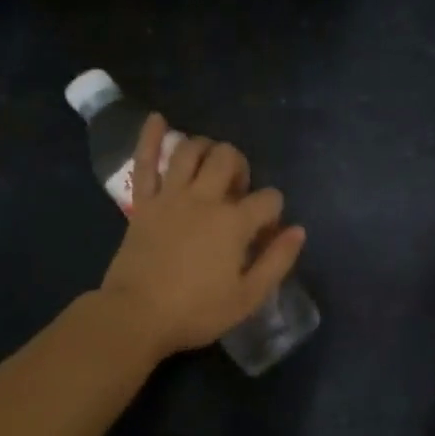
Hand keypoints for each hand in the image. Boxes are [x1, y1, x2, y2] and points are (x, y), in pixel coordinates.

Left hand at [98, 113, 307, 360]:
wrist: (136, 316)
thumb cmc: (195, 311)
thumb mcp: (247, 297)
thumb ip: (277, 261)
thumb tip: (298, 230)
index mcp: (233, 223)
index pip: (268, 199)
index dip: (274, 211)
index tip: (266, 230)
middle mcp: (204, 198)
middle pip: (229, 158)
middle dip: (241, 167)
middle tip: (237, 191)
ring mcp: (171, 196)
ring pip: (190, 150)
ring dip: (206, 147)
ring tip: (211, 163)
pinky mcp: (144, 202)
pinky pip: (145, 162)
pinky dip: (150, 137)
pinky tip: (157, 118)